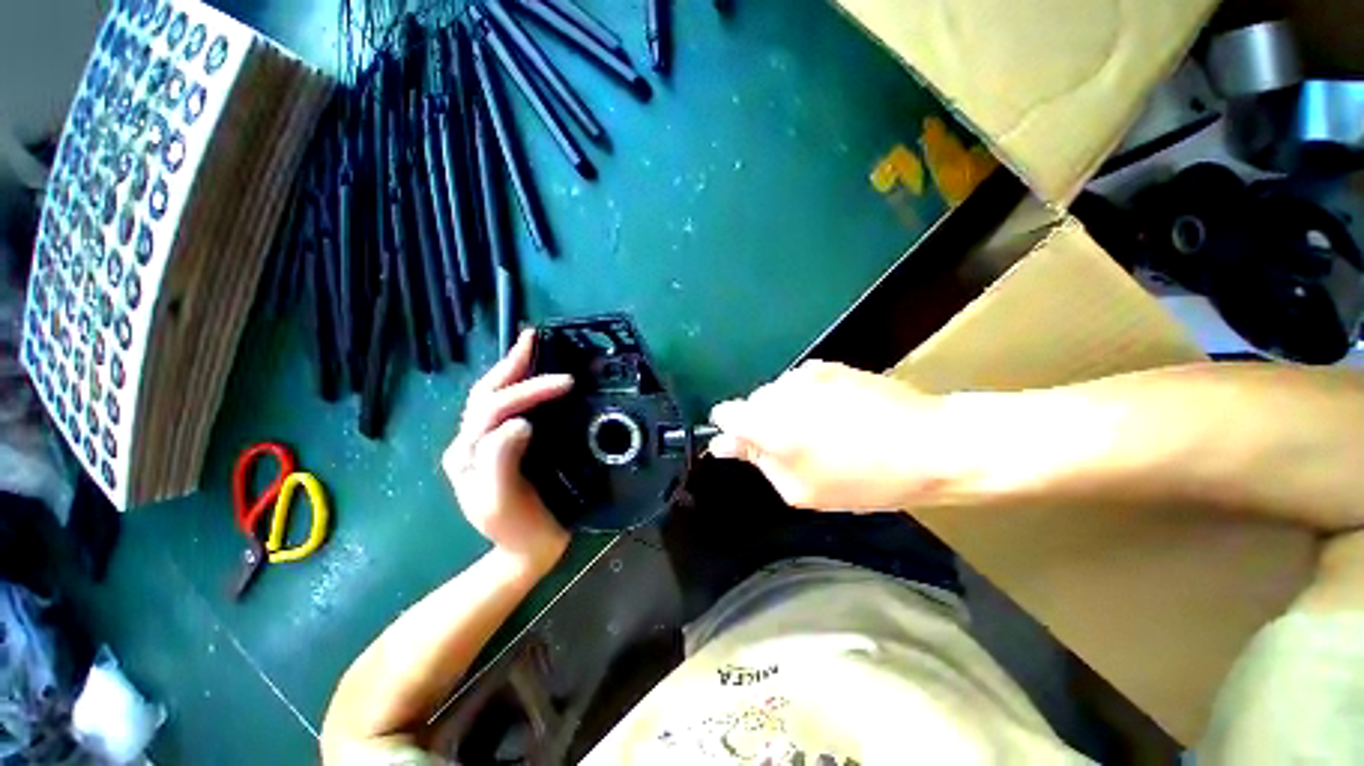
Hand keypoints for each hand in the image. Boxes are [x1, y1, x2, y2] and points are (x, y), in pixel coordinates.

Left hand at [443, 330, 573, 572]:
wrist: (525, 552)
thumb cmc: (518, 530)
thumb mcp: (503, 502)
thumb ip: (501, 462)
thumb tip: (519, 422)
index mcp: (467, 455)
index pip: (493, 410)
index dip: (527, 391)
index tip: (565, 383)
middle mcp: (469, 443)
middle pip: (485, 394)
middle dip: (511, 366)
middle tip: (534, 338)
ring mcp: (482, 443)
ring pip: (491, 397)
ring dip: (512, 370)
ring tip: (532, 346)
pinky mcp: (500, 446)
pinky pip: (506, 408)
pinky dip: (519, 386)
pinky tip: (533, 375)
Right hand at [709, 361, 948, 510]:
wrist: (932, 443)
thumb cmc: (864, 479)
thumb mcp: (802, 489)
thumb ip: (758, 462)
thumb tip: (724, 444)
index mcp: (768, 422)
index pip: (724, 413)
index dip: (731, 431)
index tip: (749, 447)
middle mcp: (781, 390)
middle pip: (751, 402)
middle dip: (763, 424)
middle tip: (796, 449)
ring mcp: (807, 373)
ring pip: (777, 392)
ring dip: (787, 411)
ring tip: (822, 433)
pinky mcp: (830, 366)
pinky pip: (802, 384)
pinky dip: (808, 399)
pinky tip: (838, 415)